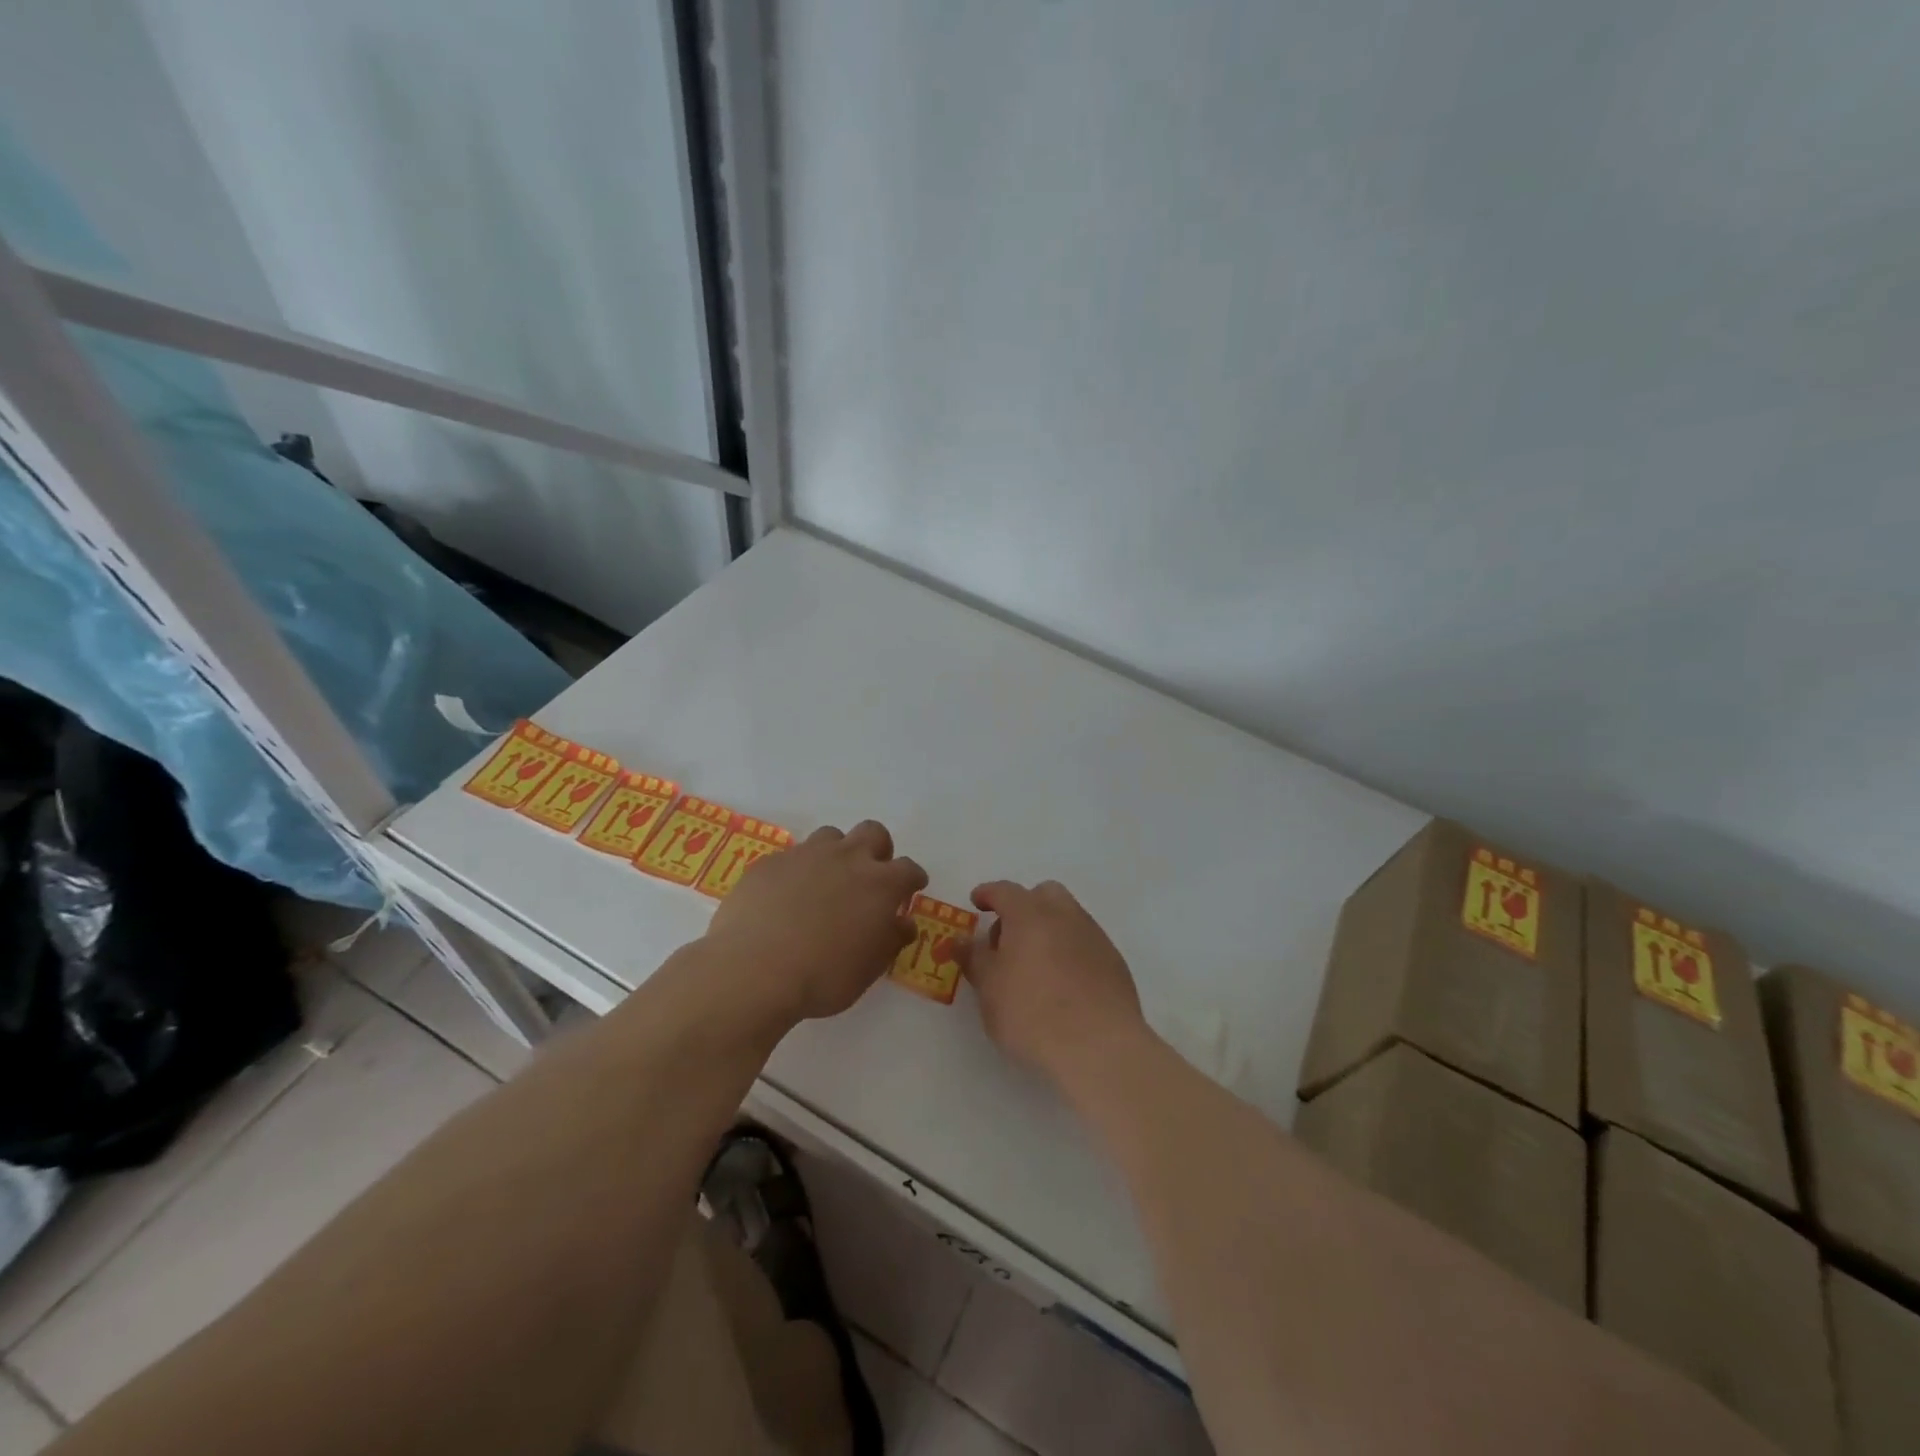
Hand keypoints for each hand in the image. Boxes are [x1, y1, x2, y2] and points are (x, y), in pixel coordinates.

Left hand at [703, 821, 925, 1024]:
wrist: (753, 971)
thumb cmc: (823, 976)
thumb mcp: (869, 969)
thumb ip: (891, 939)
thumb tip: (903, 922)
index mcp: (879, 884)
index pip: (908, 869)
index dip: (912, 879)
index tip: (909, 890)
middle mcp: (847, 858)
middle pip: (873, 833)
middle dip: (878, 850)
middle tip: (869, 878)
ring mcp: (805, 855)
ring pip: (831, 837)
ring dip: (836, 854)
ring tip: (825, 884)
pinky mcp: (770, 862)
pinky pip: (791, 857)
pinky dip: (797, 872)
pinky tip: (785, 899)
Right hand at [959, 880, 1153, 1092]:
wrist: (1099, 1047)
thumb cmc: (1032, 1013)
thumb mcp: (989, 989)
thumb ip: (974, 958)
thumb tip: (961, 939)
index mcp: (1030, 914)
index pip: (1004, 890)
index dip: (987, 894)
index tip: (977, 902)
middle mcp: (1065, 915)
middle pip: (1043, 894)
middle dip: (1023, 906)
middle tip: (1008, 937)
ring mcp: (1094, 936)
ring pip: (1067, 916)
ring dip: (1048, 928)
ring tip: (1034, 964)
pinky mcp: (1114, 961)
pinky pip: (1085, 942)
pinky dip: (1069, 950)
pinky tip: (1062, 982)